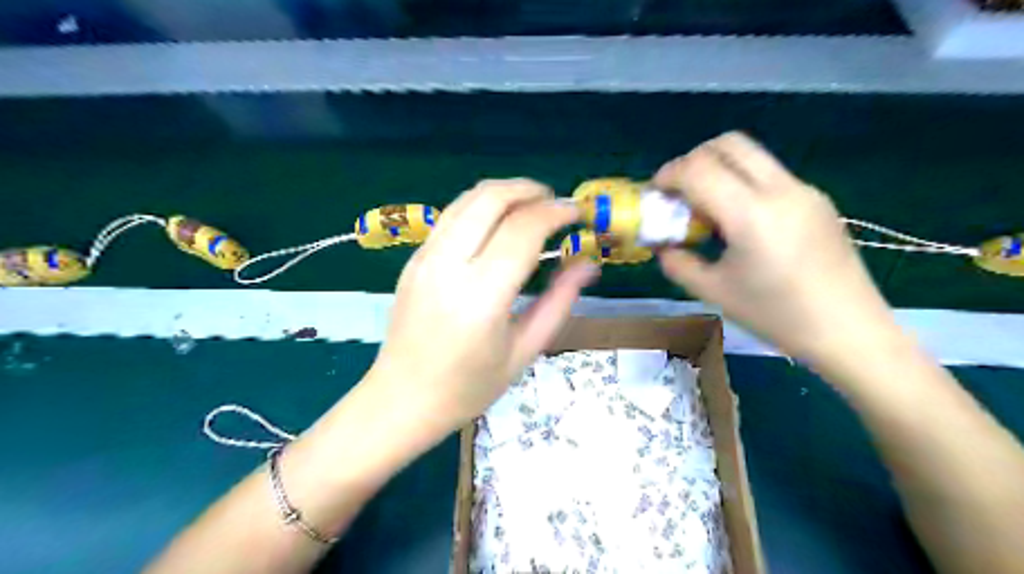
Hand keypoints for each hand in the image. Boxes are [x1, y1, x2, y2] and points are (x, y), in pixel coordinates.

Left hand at [367, 183, 597, 436]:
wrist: (402, 399)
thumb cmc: (469, 387)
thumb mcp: (524, 351)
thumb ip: (559, 302)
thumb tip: (588, 265)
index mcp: (481, 297)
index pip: (522, 230)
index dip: (555, 212)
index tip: (576, 213)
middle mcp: (448, 266)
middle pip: (490, 199)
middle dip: (528, 189)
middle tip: (554, 202)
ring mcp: (424, 259)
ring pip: (466, 200)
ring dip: (503, 192)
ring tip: (531, 206)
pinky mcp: (413, 259)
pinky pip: (450, 217)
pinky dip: (481, 207)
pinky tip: (498, 225)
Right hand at [656, 132, 898, 360]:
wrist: (848, 330)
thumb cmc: (775, 315)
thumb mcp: (714, 292)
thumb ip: (678, 263)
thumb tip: (662, 246)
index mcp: (750, 214)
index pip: (699, 169)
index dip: (669, 175)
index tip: (655, 193)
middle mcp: (779, 190)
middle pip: (728, 144)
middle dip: (693, 159)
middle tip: (679, 191)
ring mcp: (803, 190)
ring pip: (751, 155)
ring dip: (719, 168)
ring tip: (707, 207)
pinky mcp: (817, 199)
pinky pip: (769, 174)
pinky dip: (742, 182)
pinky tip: (739, 220)